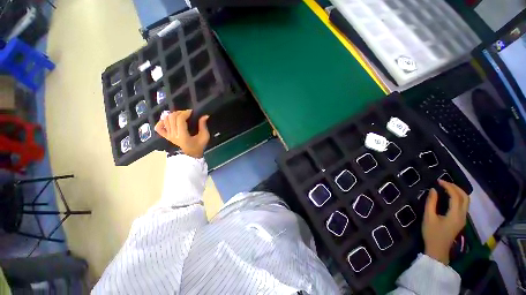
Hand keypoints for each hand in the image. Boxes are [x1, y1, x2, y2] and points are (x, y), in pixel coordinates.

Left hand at [154, 110, 209, 157]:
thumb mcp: (204, 136)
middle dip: (180, 112)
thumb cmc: (199, 145)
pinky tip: (168, 120)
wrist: (192, 154)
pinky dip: (161, 122)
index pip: (180, 119)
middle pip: (172, 117)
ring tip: (180, 116)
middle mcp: (173, 135)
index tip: (192, 112)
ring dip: (173, 115)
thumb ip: (203, 125)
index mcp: (183, 135)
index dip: (185, 113)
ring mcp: (168, 136)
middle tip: (187, 113)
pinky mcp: (166, 136)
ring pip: (165, 120)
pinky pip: (159, 128)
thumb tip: (204, 115)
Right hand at [422, 180, 469, 264]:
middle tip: (444, 182)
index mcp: (455, 215)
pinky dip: (458, 197)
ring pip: (466, 201)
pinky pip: (463, 205)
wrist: (438, 249)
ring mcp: (463, 218)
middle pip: (465, 197)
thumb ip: (431, 203)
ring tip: (446, 187)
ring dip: (458, 192)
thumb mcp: (428, 217)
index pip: (456, 196)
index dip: (448, 187)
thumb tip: (433, 190)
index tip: (438, 181)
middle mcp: (462, 215)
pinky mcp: (461, 220)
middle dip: (456, 187)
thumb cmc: (432, 233)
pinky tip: (449, 196)